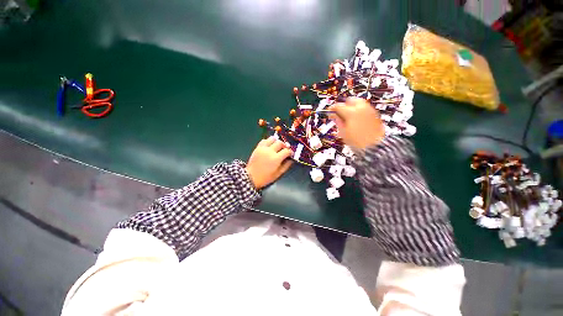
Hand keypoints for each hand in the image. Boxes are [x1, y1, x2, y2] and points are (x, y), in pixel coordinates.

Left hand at [246, 137, 293, 188]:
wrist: (251, 177)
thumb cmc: (265, 177)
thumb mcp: (278, 174)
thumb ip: (286, 166)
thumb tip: (291, 160)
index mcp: (276, 159)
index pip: (286, 151)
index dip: (290, 152)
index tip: (291, 154)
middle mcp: (270, 151)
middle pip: (280, 143)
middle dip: (285, 145)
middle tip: (285, 149)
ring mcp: (263, 148)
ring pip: (272, 139)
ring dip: (277, 141)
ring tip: (278, 145)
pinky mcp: (258, 147)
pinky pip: (264, 140)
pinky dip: (268, 141)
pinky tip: (270, 145)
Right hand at [328, 97, 384, 149]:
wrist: (373, 147)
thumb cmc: (357, 142)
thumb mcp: (343, 132)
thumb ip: (338, 121)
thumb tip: (333, 115)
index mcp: (351, 112)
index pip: (338, 106)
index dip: (332, 109)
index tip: (329, 112)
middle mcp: (361, 108)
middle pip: (350, 100)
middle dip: (343, 105)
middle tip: (339, 113)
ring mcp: (369, 110)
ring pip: (358, 102)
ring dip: (351, 107)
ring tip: (348, 116)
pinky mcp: (374, 114)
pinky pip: (365, 107)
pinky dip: (359, 110)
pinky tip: (356, 119)